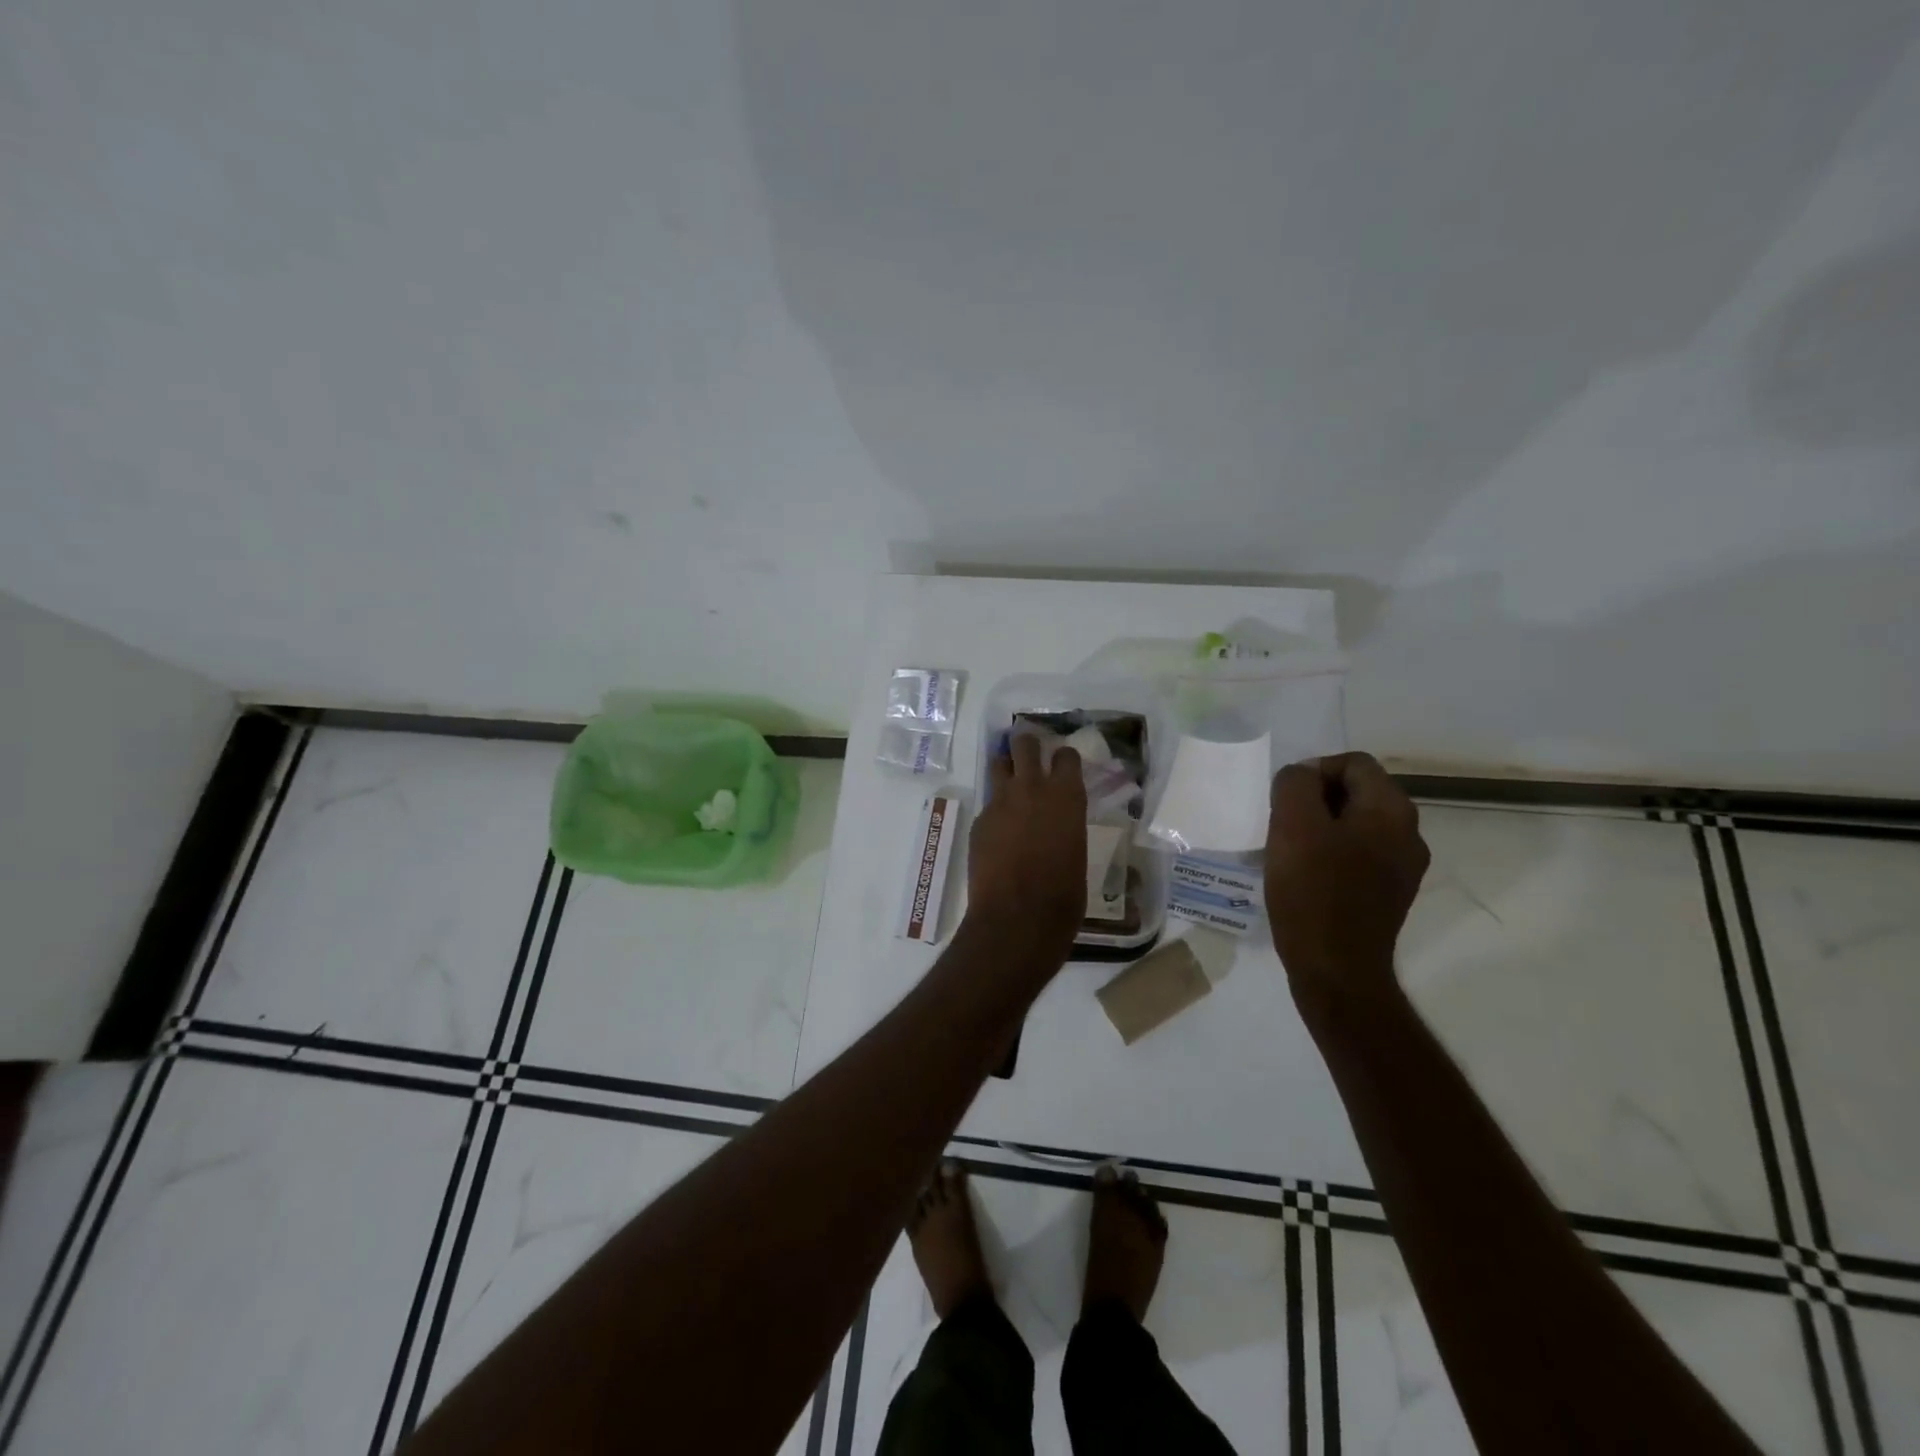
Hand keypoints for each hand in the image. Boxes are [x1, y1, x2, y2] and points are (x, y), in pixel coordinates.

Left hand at [968, 735, 1086, 953]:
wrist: (1017, 917)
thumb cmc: (1064, 894)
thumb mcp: (1076, 851)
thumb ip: (1065, 826)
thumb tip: (1057, 825)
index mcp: (1067, 796)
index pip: (1066, 756)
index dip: (1064, 758)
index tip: (1064, 764)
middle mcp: (1032, 788)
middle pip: (1024, 744)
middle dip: (1027, 745)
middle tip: (1031, 756)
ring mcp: (1000, 802)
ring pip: (999, 765)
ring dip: (1007, 770)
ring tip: (1012, 784)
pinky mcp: (979, 821)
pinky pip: (989, 805)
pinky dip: (996, 811)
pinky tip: (1000, 834)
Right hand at [1265, 752, 1428, 1006]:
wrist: (1336, 969)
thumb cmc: (1313, 892)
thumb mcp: (1292, 825)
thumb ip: (1296, 784)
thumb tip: (1303, 776)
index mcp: (1392, 810)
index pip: (1353, 763)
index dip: (1313, 771)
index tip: (1285, 802)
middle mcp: (1408, 833)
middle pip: (1357, 792)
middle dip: (1315, 800)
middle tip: (1283, 825)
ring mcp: (1403, 867)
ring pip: (1356, 825)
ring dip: (1321, 828)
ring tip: (1290, 851)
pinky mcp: (1390, 893)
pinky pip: (1359, 854)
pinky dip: (1331, 854)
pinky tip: (1306, 876)